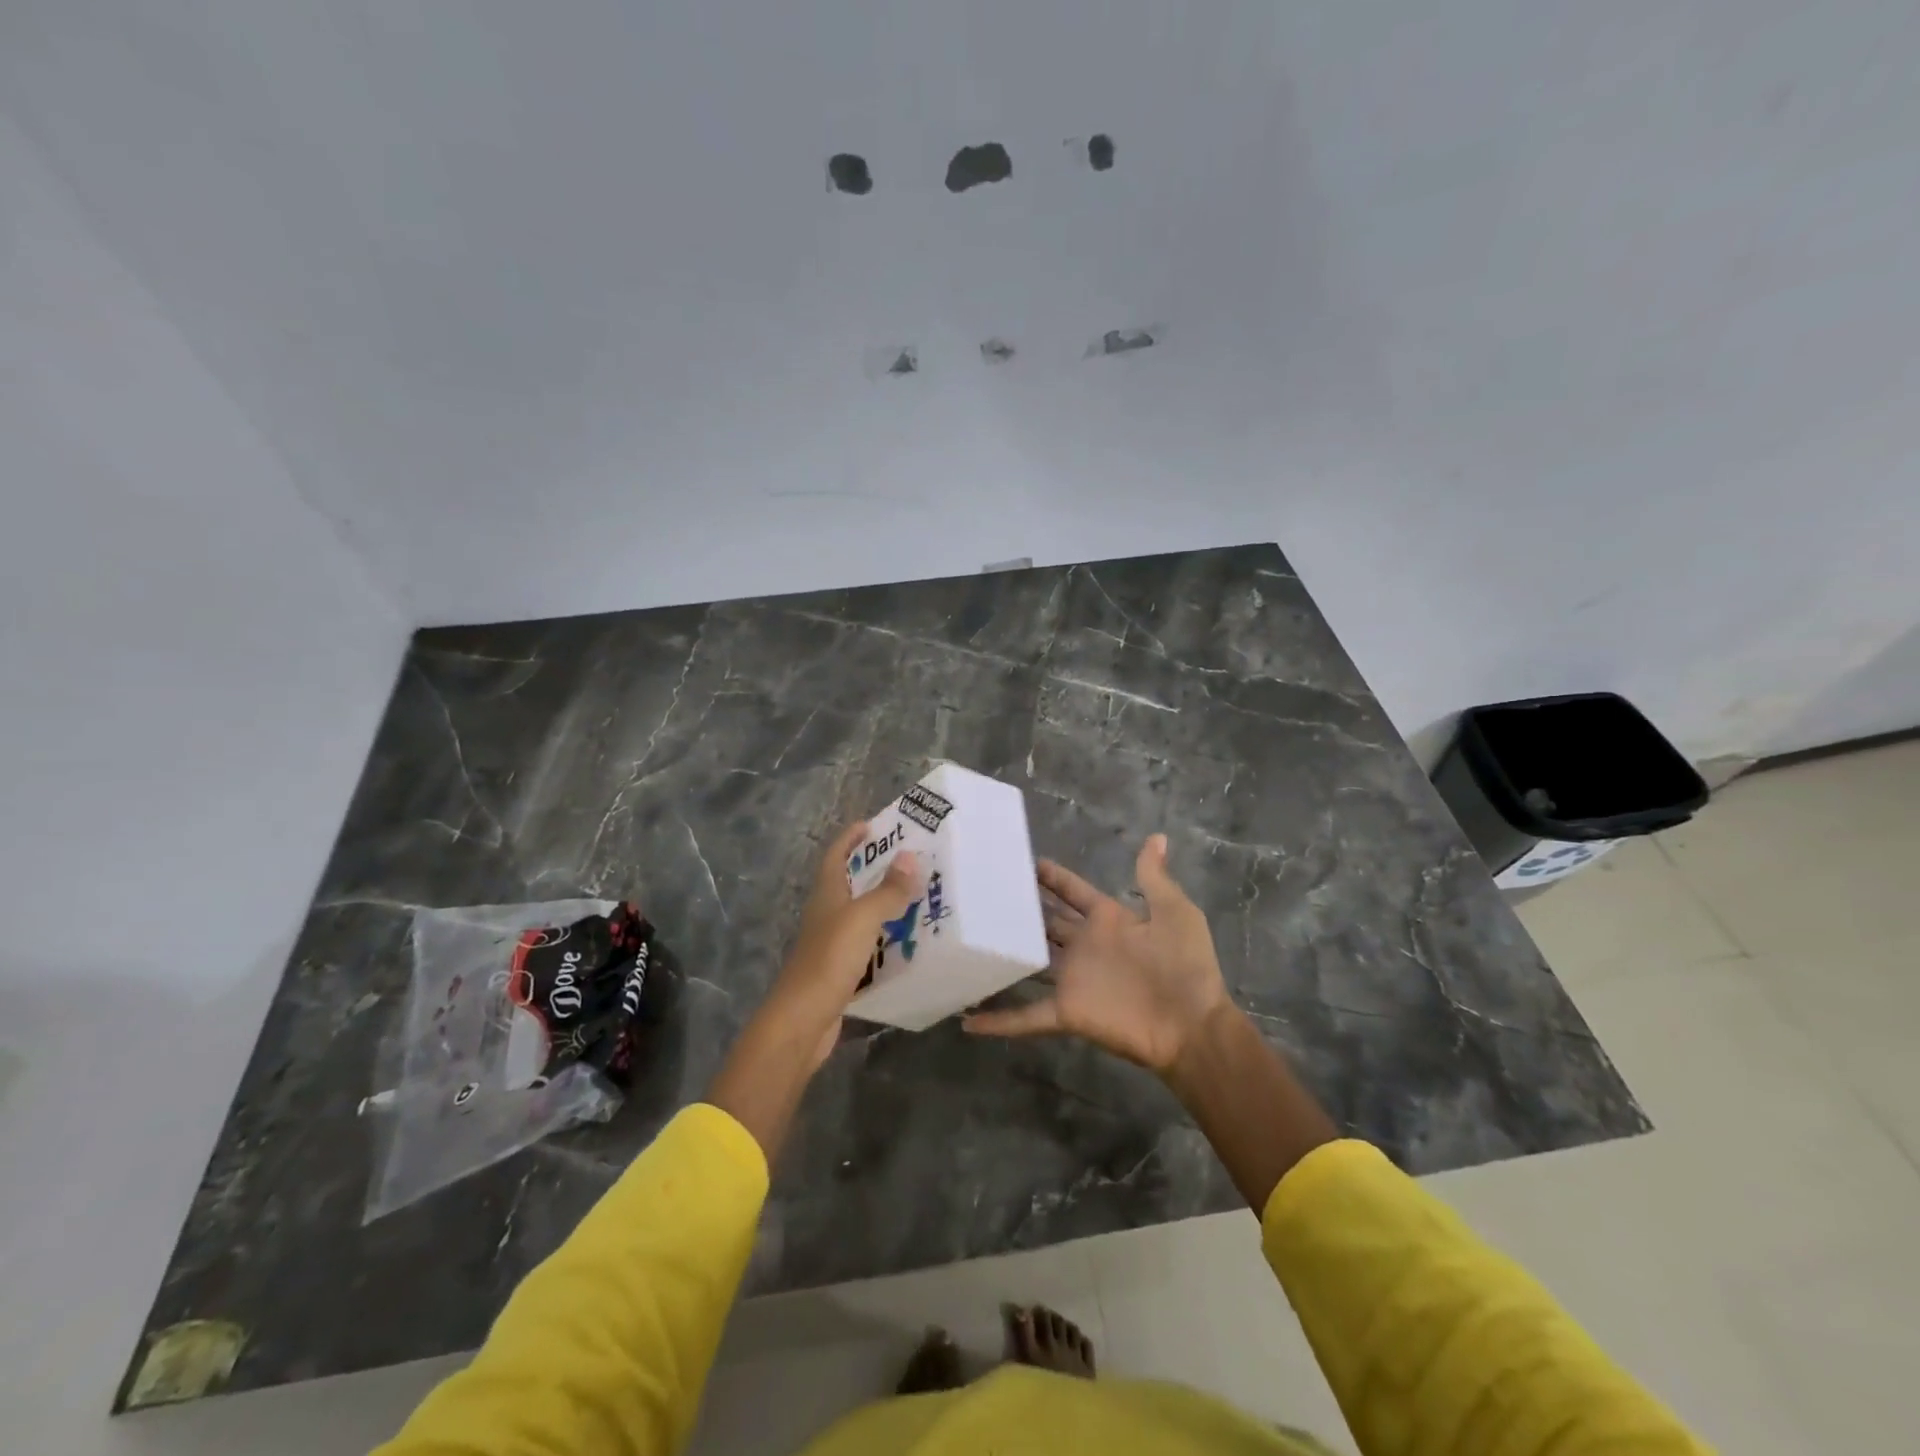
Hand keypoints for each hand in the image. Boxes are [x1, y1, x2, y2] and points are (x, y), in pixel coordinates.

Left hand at [768, 821, 922, 1066]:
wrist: (802, 1020)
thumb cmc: (829, 960)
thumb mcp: (862, 918)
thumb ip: (887, 890)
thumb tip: (910, 855)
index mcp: (826, 894)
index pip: (835, 855)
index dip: (850, 838)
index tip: (873, 825)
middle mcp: (826, 914)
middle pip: (849, 882)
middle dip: (875, 869)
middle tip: (910, 860)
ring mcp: (831, 943)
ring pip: (860, 914)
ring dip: (883, 904)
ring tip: (918, 897)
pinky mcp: (840, 970)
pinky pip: (867, 944)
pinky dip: (885, 937)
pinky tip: (907, 942)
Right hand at [963, 834, 1231, 1074]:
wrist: (1193, 1025)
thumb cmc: (1185, 965)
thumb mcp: (1175, 912)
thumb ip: (1154, 878)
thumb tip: (1156, 837)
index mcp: (1109, 920)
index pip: (1073, 892)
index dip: (1052, 877)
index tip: (1025, 861)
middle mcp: (1084, 945)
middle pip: (1046, 922)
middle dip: (1021, 908)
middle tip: (986, 891)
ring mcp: (1073, 979)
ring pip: (1029, 963)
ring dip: (1003, 956)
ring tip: (967, 940)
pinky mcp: (1066, 1011)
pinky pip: (1026, 1016)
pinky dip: (998, 1020)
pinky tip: (966, 1018)